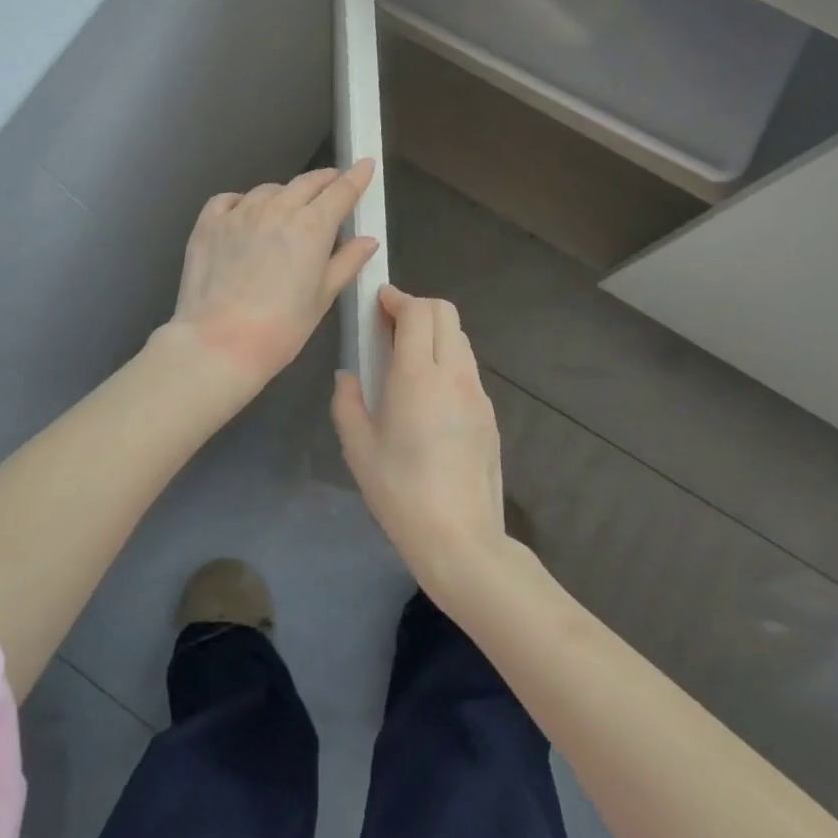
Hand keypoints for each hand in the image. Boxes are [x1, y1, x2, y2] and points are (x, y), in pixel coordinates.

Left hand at [168, 159, 380, 392]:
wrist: (220, 342)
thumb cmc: (281, 327)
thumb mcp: (322, 297)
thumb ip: (346, 262)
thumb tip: (368, 240)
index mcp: (312, 226)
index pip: (341, 190)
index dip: (356, 176)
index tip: (365, 165)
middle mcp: (277, 208)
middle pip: (307, 183)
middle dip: (324, 181)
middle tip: (333, 184)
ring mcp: (239, 212)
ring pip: (269, 190)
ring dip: (284, 194)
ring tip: (288, 208)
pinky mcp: (209, 223)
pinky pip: (230, 200)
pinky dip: (243, 202)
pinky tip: (244, 215)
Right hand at [332, 284, 506, 595]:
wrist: (461, 539)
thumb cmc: (400, 493)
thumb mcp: (358, 449)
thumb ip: (347, 402)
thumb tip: (349, 377)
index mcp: (417, 376)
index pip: (418, 311)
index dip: (397, 298)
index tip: (378, 303)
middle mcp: (454, 374)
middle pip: (445, 312)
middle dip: (417, 307)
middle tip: (389, 327)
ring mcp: (477, 393)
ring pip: (460, 337)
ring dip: (434, 332)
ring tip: (407, 358)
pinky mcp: (490, 414)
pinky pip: (468, 367)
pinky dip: (447, 359)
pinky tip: (428, 393)